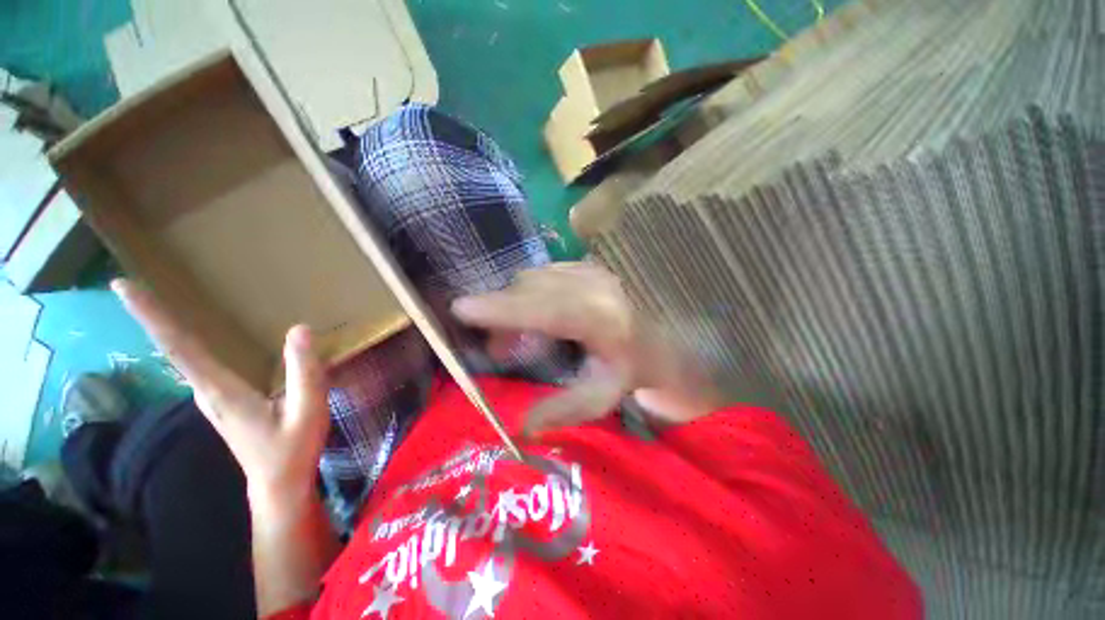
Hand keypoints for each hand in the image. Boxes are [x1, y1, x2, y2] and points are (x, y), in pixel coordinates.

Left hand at [112, 279, 329, 507]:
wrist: (278, 484)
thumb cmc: (292, 450)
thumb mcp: (307, 410)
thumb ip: (304, 372)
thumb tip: (299, 328)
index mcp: (221, 391)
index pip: (180, 347)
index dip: (152, 317)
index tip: (123, 287)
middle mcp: (206, 390)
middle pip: (173, 347)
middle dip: (151, 316)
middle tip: (128, 285)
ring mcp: (211, 397)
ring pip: (182, 356)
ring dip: (166, 328)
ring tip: (155, 301)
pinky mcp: (221, 399)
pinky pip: (198, 364)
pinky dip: (186, 344)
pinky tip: (195, 336)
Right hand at [452, 263, 718, 435]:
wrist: (666, 336)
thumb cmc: (636, 368)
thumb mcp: (602, 395)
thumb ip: (561, 409)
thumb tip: (518, 427)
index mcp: (602, 320)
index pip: (545, 309)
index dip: (502, 309)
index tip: (461, 308)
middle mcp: (596, 286)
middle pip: (530, 289)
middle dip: (503, 313)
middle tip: (498, 348)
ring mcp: (592, 271)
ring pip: (534, 279)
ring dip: (517, 305)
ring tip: (521, 339)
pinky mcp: (587, 266)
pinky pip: (544, 275)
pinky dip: (531, 295)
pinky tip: (539, 320)